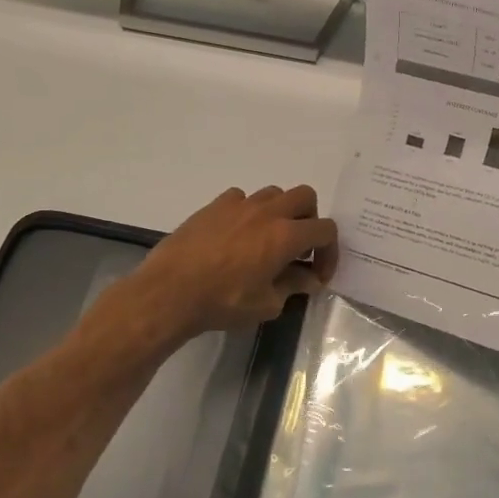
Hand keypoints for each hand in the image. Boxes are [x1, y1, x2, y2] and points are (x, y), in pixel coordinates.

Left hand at [120, 185, 338, 341]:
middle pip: (305, 196)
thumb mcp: (266, 304)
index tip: (317, 274)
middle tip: (298, 248)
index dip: (329, 252)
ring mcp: (238, 205)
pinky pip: (241, 198)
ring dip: (280, 213)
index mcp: (286, 236)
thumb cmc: (222, 302)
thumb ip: (292, 287)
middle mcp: (267, 212)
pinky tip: (237, 235)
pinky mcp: (213, 206)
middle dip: (309, 220)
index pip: (325, 230)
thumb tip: (308, 279)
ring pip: (273, 193)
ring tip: (267, 240)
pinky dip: (248, 212)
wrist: (169, 292)